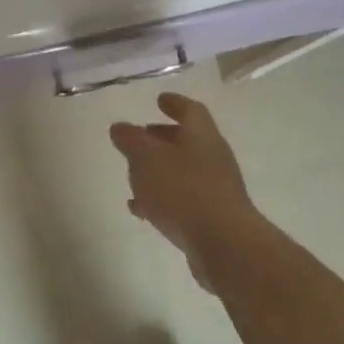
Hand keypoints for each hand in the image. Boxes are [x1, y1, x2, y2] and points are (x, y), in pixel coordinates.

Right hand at [110, 92, 263, 293]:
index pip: (190, 110)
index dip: (174, 103)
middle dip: (163, 137)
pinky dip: (161, 198)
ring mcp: (214, 189)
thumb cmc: (183, 190)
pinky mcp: (210, 218)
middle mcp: (212, 158)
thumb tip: (120, 127)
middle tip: (142, 136)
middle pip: (188, 141)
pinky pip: (182, 200)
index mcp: (202, 136)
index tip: (159, 100)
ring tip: (134, 174)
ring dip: (160, 170)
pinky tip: (141, 208)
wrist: (223, 243)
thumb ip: (131, 140)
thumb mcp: (147, 159)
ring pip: (183, 172)